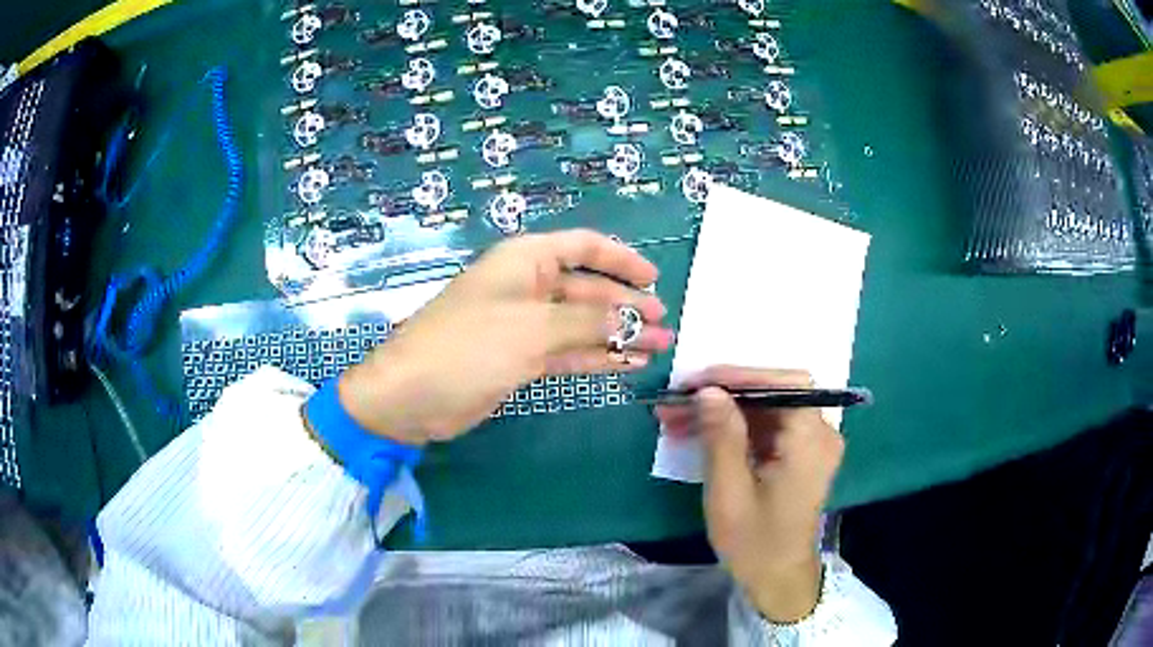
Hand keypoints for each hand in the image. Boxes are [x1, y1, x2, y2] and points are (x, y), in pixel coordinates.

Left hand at [338, 230, 674, 444]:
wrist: (412, 396)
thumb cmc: (467, 347)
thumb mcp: (532, 329)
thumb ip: (587, 322)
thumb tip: (633, 320)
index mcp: (526, 261)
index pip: (584, 247)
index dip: (621, 259)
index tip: (654, 280)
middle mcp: (528, 286)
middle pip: (587, 288)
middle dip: (625, 305)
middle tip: (662, 326)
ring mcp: (524, 324)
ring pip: (581, 323)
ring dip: (617, 334)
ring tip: (656, 348)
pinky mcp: (521, 357)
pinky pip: (568, 350)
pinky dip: (596, 356)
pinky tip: (626, 364)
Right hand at [655, 366, 844, 622]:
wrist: (778, 577)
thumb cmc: (755, 541)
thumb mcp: (730, 492)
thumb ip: (722, 437)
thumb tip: (708, 390)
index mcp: (811, 440)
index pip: (785, 384)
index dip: (742, 375)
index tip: (698, 383)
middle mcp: (820, 432)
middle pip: (773, 394)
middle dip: (723, 395)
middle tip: (677, 401)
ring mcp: (811, 443)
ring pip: (764, 409)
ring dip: (722, 411)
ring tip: (675, 418)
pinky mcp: (799, 453)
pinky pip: (766, 427)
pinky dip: (733, 428)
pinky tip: (698, 433)